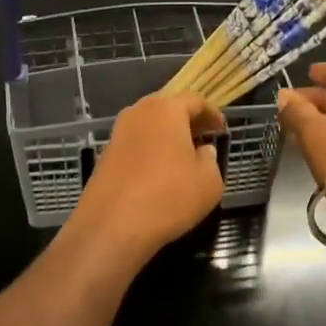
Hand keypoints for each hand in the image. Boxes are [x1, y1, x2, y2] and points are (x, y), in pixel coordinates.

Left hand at [67, 91, 225, 265]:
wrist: (113, 225)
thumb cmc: (169, 197)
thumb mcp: (209, 182)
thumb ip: (210, 160)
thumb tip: (203, 150)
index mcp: (166, 109)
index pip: (194, 101)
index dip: (211, 114)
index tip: (220, 128)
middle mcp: (138, 113)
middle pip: (166, 108)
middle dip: (185, 121)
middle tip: (202, 137)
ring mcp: (117, 133)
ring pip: (148, 126)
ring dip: (166, 135)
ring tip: (182, 155)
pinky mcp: (105, 155)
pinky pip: (134, 144)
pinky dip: (149, 150)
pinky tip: (158, 171)